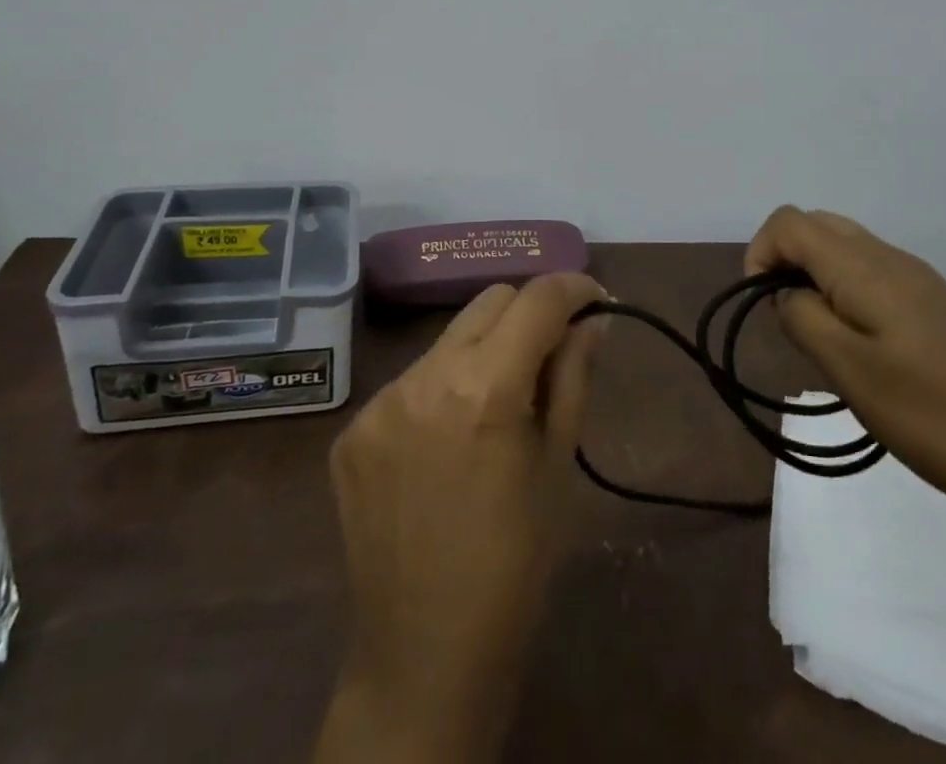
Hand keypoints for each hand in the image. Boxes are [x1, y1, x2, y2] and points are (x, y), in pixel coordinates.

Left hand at [315, 272, 603, 763]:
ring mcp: (380, 402)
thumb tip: (594, 321)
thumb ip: (574, 375)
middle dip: (527, 313)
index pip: (537, 299)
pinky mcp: (351, 430)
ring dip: (482, 352)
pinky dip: (441, 391)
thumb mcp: (558, 464)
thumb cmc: (516, 563)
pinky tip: (448, 442)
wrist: (424, 657)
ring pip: (448, 339)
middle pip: (489, 302)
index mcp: (485, 387)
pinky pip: (410, 382)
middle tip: (550, 352)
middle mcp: (424, 376)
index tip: (593, 300)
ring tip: (495, 406)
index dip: (573, 287)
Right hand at [749, 206, 945, 516]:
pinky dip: (846, 294)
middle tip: (789, 323)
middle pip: (816, 226)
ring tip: (824, 342)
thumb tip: (785, 293)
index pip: (788, 223)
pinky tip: (865, 350)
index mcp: (862, 266)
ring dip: (816, 280)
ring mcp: (917, 279)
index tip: (763, 309)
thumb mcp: (852, 372)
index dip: (759, 254)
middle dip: (785, 263)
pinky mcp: (936, 305)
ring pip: (845, 250)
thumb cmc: (939, 412)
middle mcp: (888, 257)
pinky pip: (872, 275)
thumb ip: (804, 319)